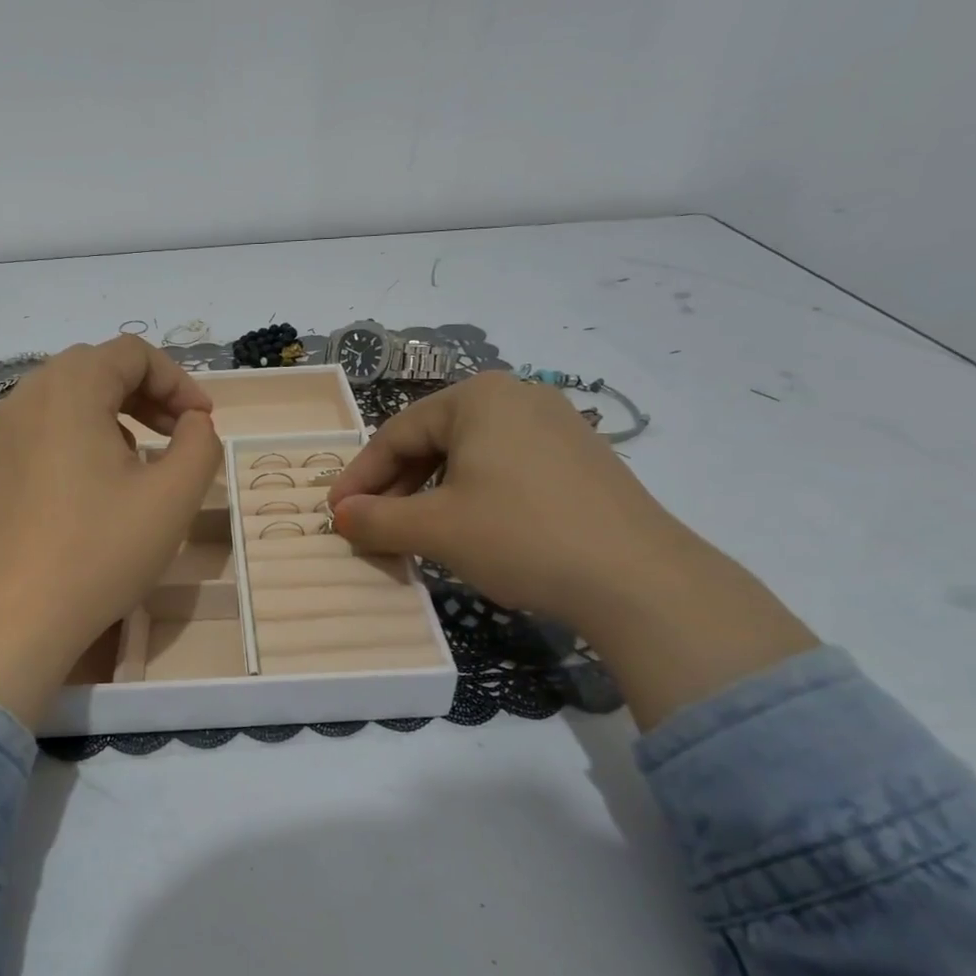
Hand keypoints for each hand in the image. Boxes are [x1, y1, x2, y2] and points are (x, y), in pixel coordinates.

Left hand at [0, 336, 221, 725]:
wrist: (13, 619)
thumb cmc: (99, 551)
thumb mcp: (172, 497)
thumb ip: (200, 444)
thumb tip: (193, 423)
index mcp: (70, 389)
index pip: (132, 353)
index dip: (178, 380)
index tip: (203, 422)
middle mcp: (28, 397)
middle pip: (96, 367)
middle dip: (146, 393)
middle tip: (177, 433)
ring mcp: (1, 433)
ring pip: (67, 397)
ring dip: (113, 413)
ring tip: (139, 459)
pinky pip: (43, 429)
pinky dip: (79, 436)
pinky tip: (94, 486)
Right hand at [329, 373, 816, 727]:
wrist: (639, 579)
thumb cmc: (520, 536)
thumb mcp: (435, 529)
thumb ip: (375, 520)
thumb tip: (340, 516)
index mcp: (476, 397)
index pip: (395, 434)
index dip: (360, 478)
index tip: (336, 514)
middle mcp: (517, 396)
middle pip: (433, 441)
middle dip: (396, 487)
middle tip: (372, 526)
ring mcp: (556, 424)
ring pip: (470, 456)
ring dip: (431, 494)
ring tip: (417, 532)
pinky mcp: (581, 458)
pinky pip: (506, 467)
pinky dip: (474, 496)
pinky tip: (471, 529)